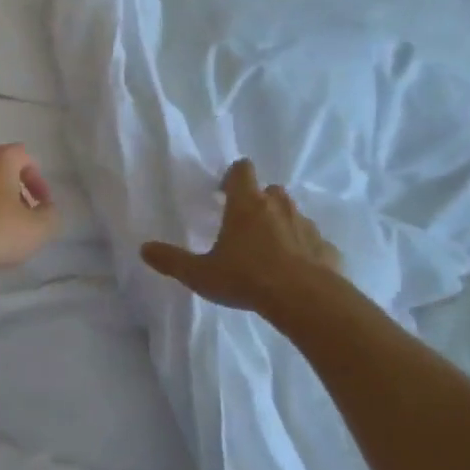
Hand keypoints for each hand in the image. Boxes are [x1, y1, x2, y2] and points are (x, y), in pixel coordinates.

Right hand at [141, 159, 341, 312]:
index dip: (234, 176)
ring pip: (293, 215)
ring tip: (270, 249)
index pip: (242, 171)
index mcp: (246, 205)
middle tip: (245, 224)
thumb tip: (144, 249)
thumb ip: (172, 260)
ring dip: (282, 224)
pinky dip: (305, 251)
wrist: (304, 299)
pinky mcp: (326, 249)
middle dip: (259, 201)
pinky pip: (313, 243)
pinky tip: (296, 271)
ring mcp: (306, 226)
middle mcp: (278, 207)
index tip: (224, 190)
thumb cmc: (246, 278)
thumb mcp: (200, 274)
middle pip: (270, 191)